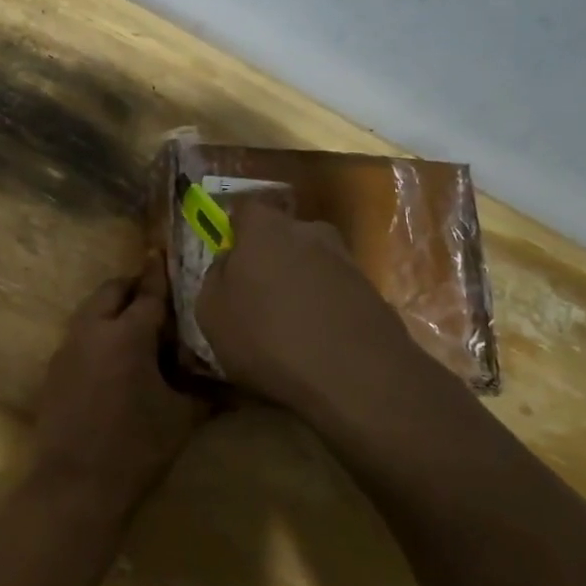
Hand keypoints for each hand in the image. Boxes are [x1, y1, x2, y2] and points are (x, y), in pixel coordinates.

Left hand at [32, 255, 205, 512]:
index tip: (162, 253)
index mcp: (127, 334)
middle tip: (152, 294)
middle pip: (111, 291)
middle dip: (132, 286)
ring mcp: (68, 347)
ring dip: (111, 307)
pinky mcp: (54, 368)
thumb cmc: (137, 447)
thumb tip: (235, 386)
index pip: (148, 293)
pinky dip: (96, 332)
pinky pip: (78, 334)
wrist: (75, 484)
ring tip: (134, 325)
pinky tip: (111, 357)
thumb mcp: (181, 417)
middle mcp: (93, 329)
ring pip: (90, 310)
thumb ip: (204, 392)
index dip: (159, 274)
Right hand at [196, 203, 436, 418]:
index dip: (236, 231)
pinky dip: (326, 311)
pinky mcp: (374, 293)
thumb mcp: (212, 313)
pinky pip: (336, 294)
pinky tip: (318, 344)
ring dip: (300, 287)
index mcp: (265, 228)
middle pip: (283, 236)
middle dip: (271, 258)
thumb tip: (228, 261)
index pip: (246, 209)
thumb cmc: (268, 337)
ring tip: (289, 328)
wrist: (357, 376)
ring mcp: (347, 261)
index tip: (229, 259)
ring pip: (312, 265)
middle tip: (258, 296)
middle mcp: (309, 232)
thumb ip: (215, 277)